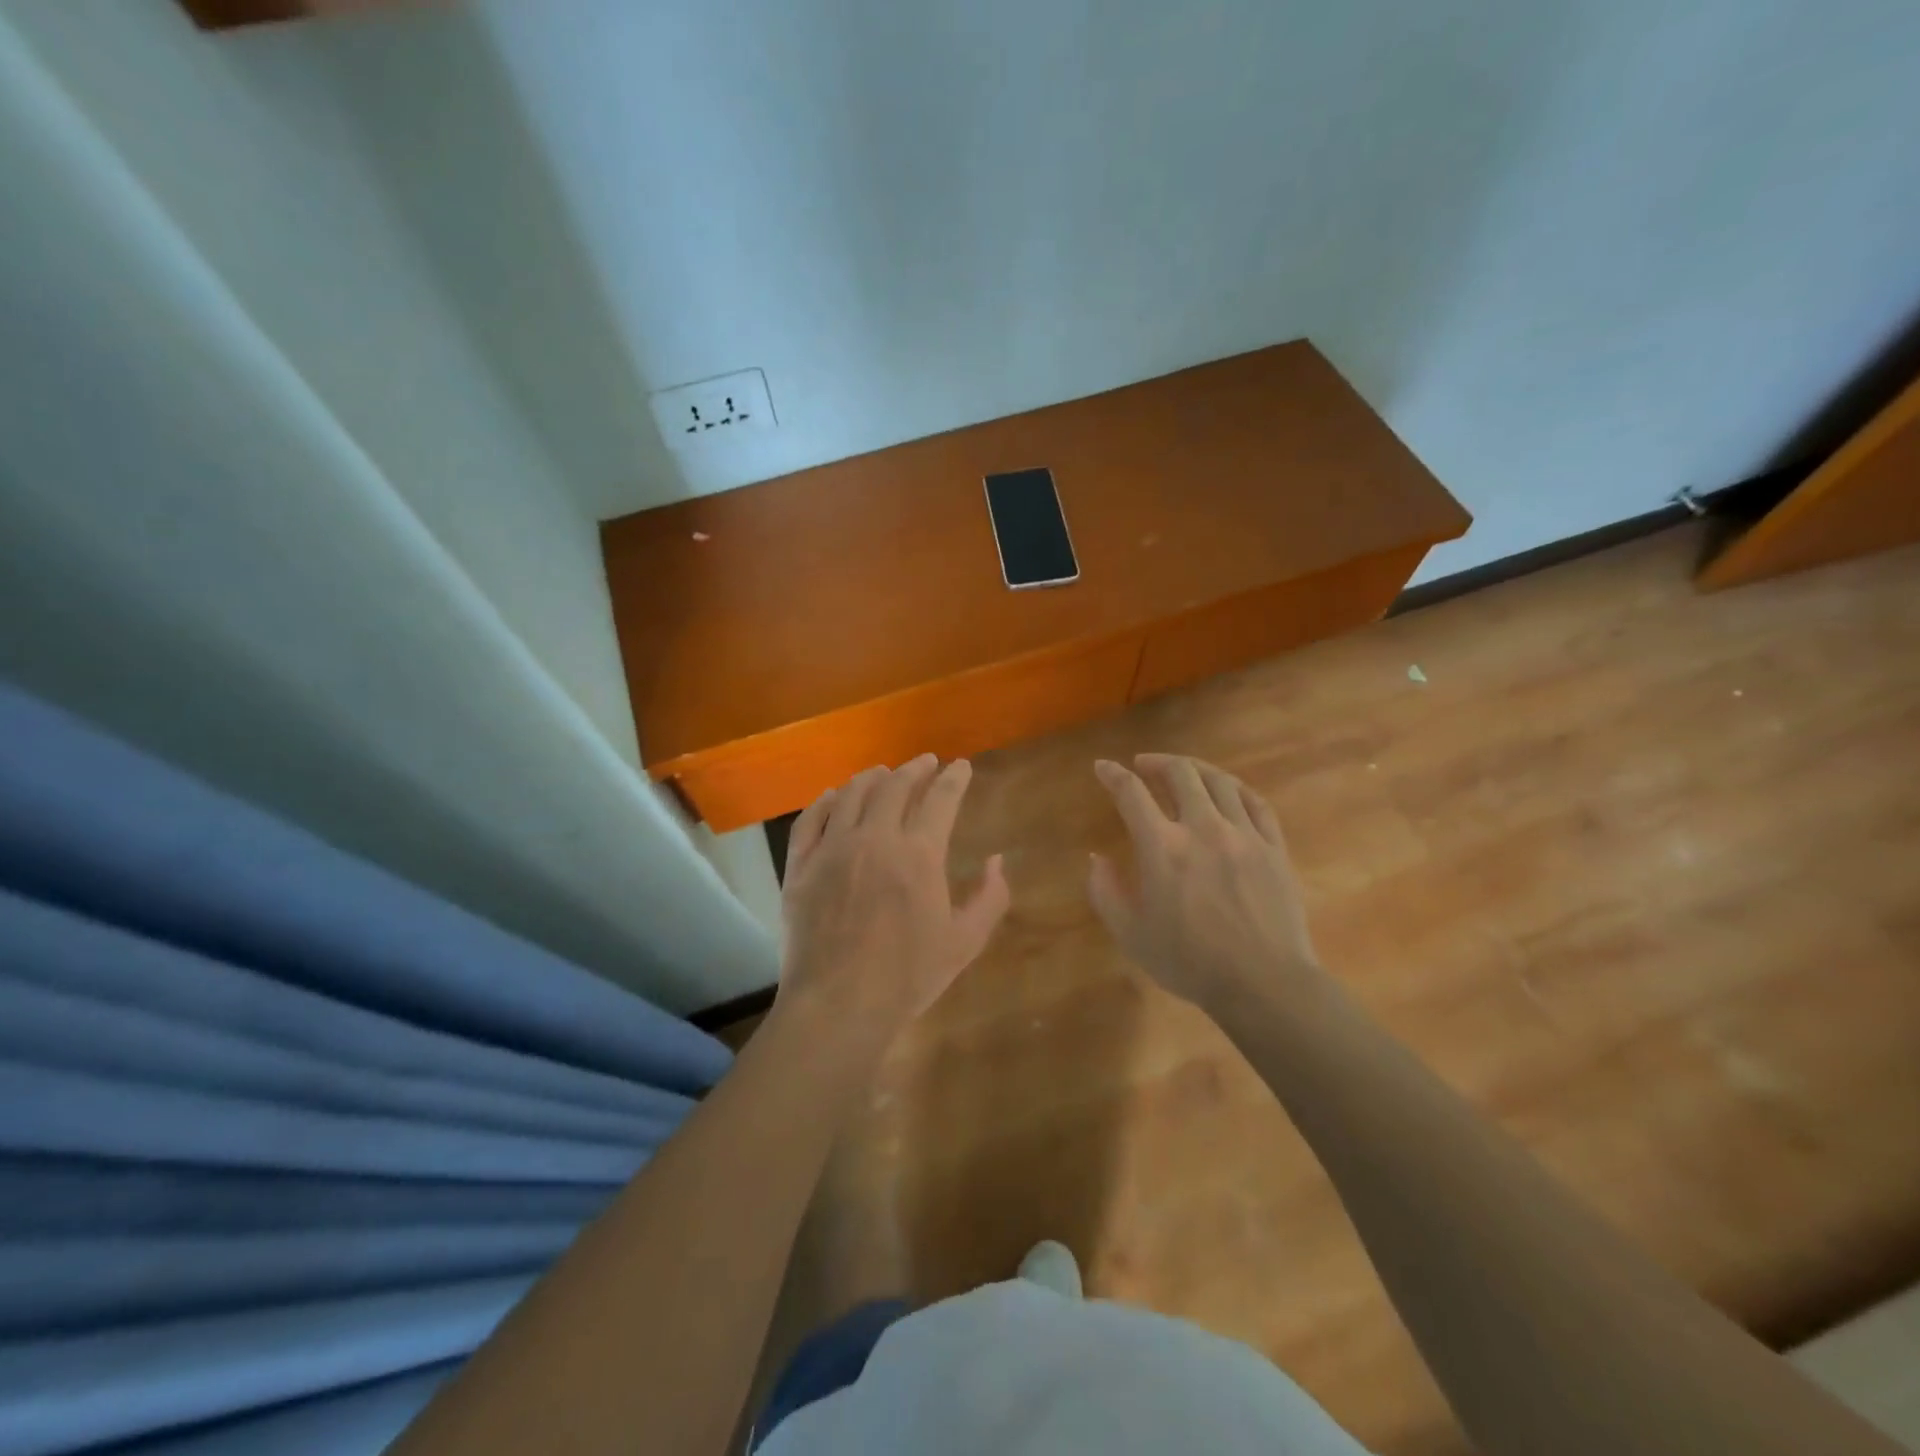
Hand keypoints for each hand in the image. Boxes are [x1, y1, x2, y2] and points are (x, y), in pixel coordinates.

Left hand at [777, 754, 1009, 1045]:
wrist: (838, 1005)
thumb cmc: (908, 976)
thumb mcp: (965, 942)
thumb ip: (990, 898)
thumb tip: (997, 860)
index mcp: (918, 854)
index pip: (941, 798)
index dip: (954, 778)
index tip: (961, 766)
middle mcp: (874, 838)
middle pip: (894, 786)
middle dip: (914, 769)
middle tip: (925, 763)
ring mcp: (832, 849)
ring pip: (851, 795)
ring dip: (871, 778)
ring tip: (882, 773)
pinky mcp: (800, 866)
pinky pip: (810, 820)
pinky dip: (824, 801)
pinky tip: (832, 796)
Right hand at [1088, 754, 1325, 1010]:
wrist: (1263, 984)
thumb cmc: (1189, 962)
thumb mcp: (1131, 934)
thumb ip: (1105, 892)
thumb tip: (1096, 858)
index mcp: (1162, 847)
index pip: (1131, 793)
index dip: (1112, 774)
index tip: (1102, 767)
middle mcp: (1203, 828)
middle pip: (1180, 773)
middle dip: (1156, 761)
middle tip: (1143, 765)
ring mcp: (1244, 834)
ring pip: (1219, 781)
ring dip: (1195, 768)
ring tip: (1183, 772)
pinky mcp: (1274, 847)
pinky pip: (1256, 802)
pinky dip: (1235, 788)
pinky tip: (1228, 791)